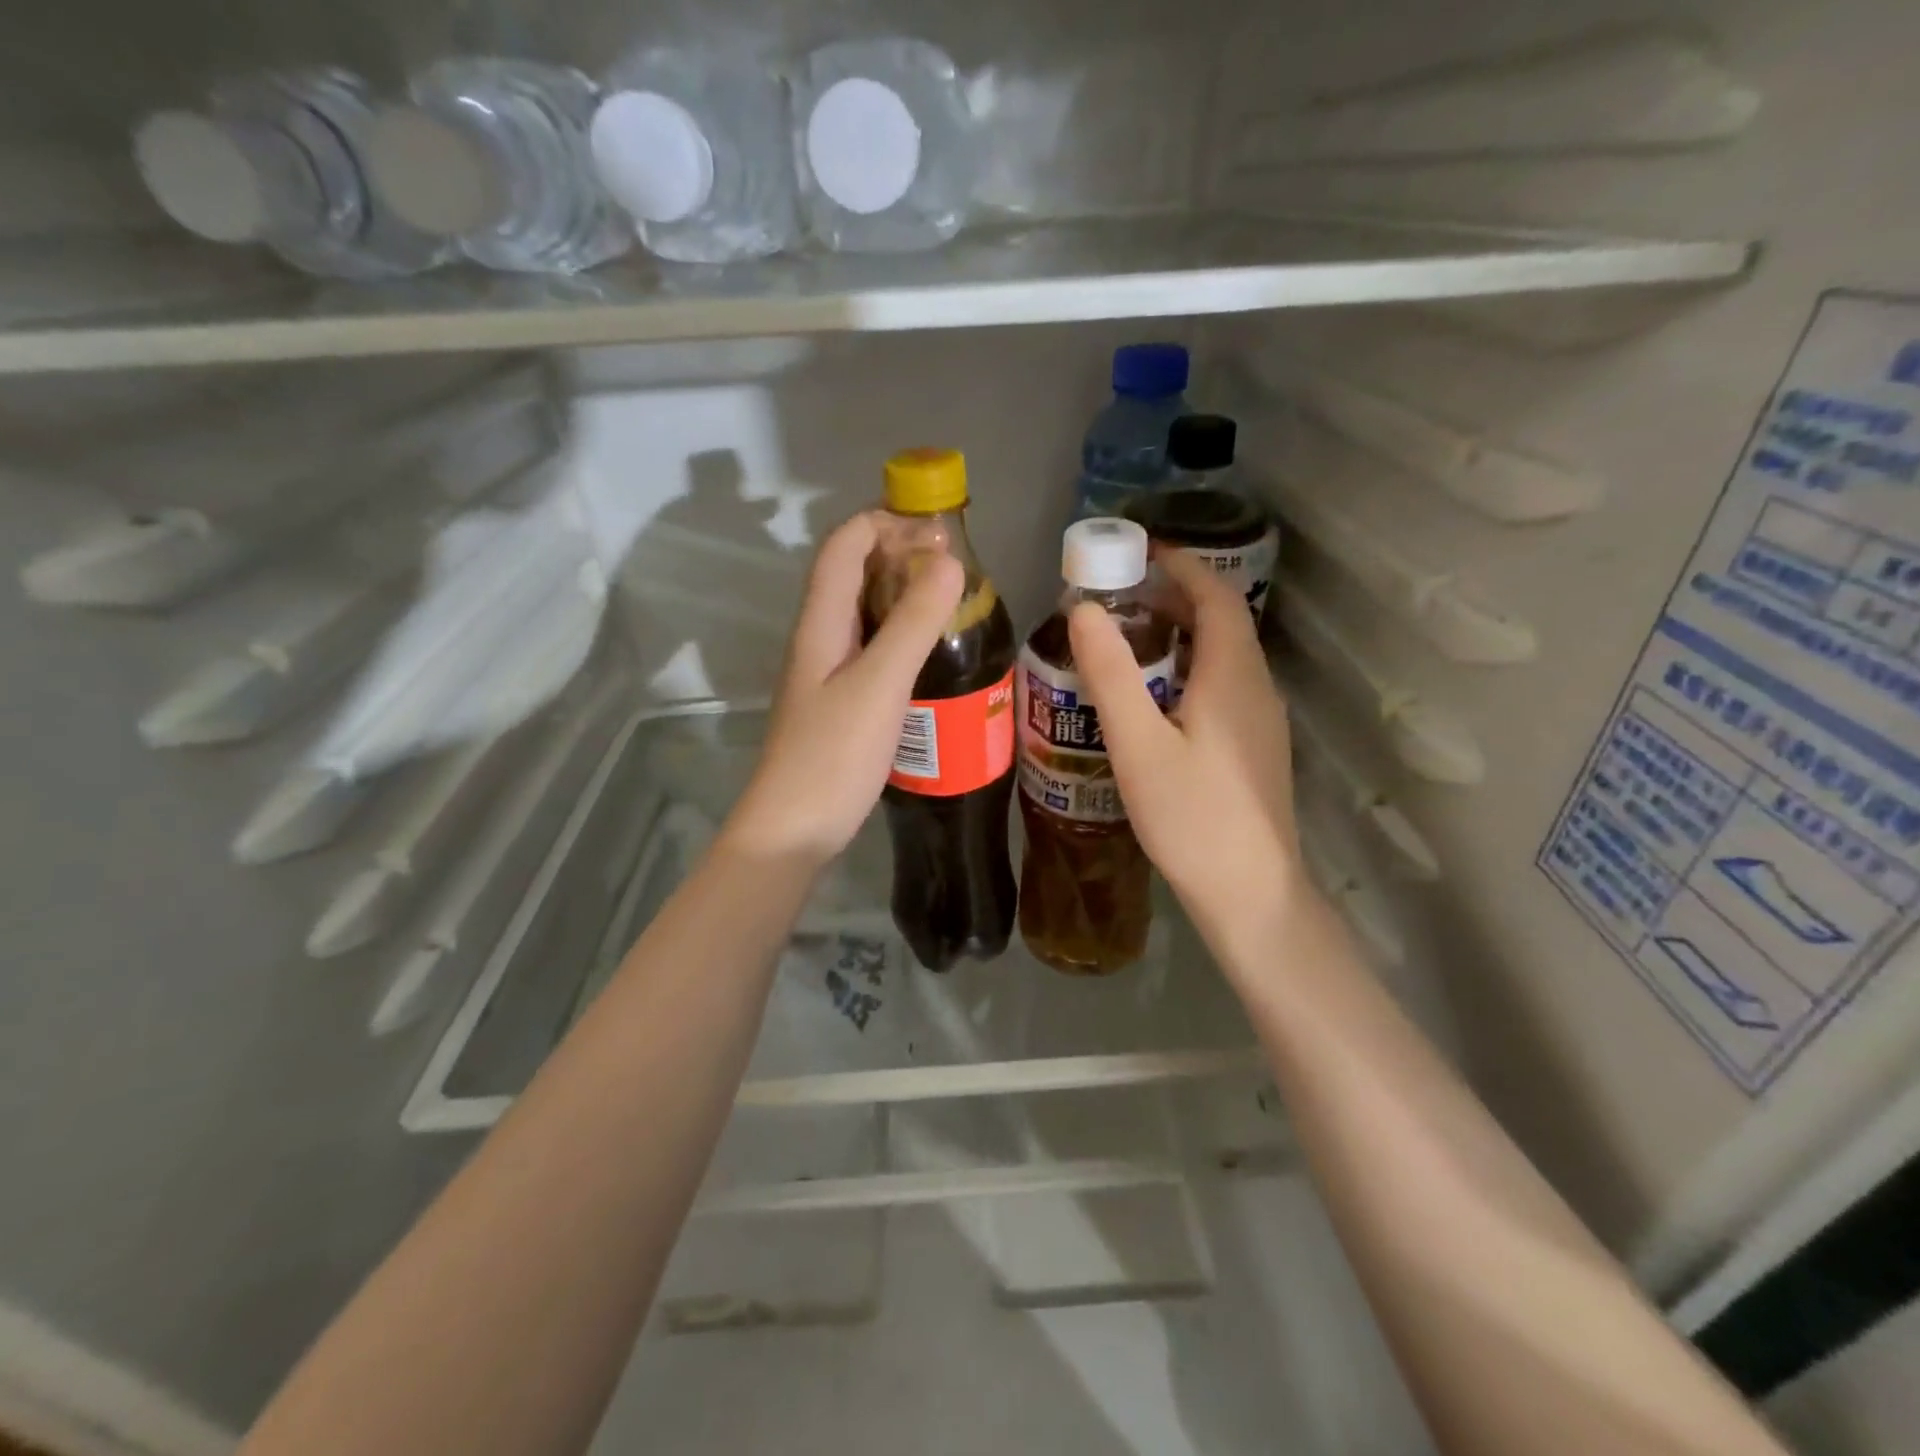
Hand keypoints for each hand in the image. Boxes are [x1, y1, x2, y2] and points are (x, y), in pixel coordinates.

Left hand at [726, 512, 964, 864]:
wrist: (795, 828)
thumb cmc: (833, 755)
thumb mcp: (879, 684)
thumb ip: (913, 623)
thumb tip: (950, 562)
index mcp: (820, 622)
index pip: (844, 545)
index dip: (885, 522)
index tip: (940, 532)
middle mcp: (820, 637)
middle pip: (853, 572)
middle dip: (900, 554)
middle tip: (956, 568)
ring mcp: (828, 671)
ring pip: (864, 611)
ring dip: (903, 594)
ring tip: (953, 603)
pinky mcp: (841, 701)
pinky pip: (872, 648)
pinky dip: (902, 634)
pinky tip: (933, 654)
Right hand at [1068, 549, 1304, 926]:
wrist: (1251, 893)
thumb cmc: (1192, 817)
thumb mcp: (1139, 745)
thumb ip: (1111, 675)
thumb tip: (1084, 610)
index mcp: (1232, 677)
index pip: (1216, 597)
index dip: (1183, 566)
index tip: (1142, 551)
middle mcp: (1257, 688)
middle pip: (1223, 624)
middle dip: (1176, 599)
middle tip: (1121, 599)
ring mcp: (1263, 722)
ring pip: (1224, 658)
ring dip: (1183, 636)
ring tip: (1131, 642)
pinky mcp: (1257, 749)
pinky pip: (1225, 687)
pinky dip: (1190, 670)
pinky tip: (1158, 700)